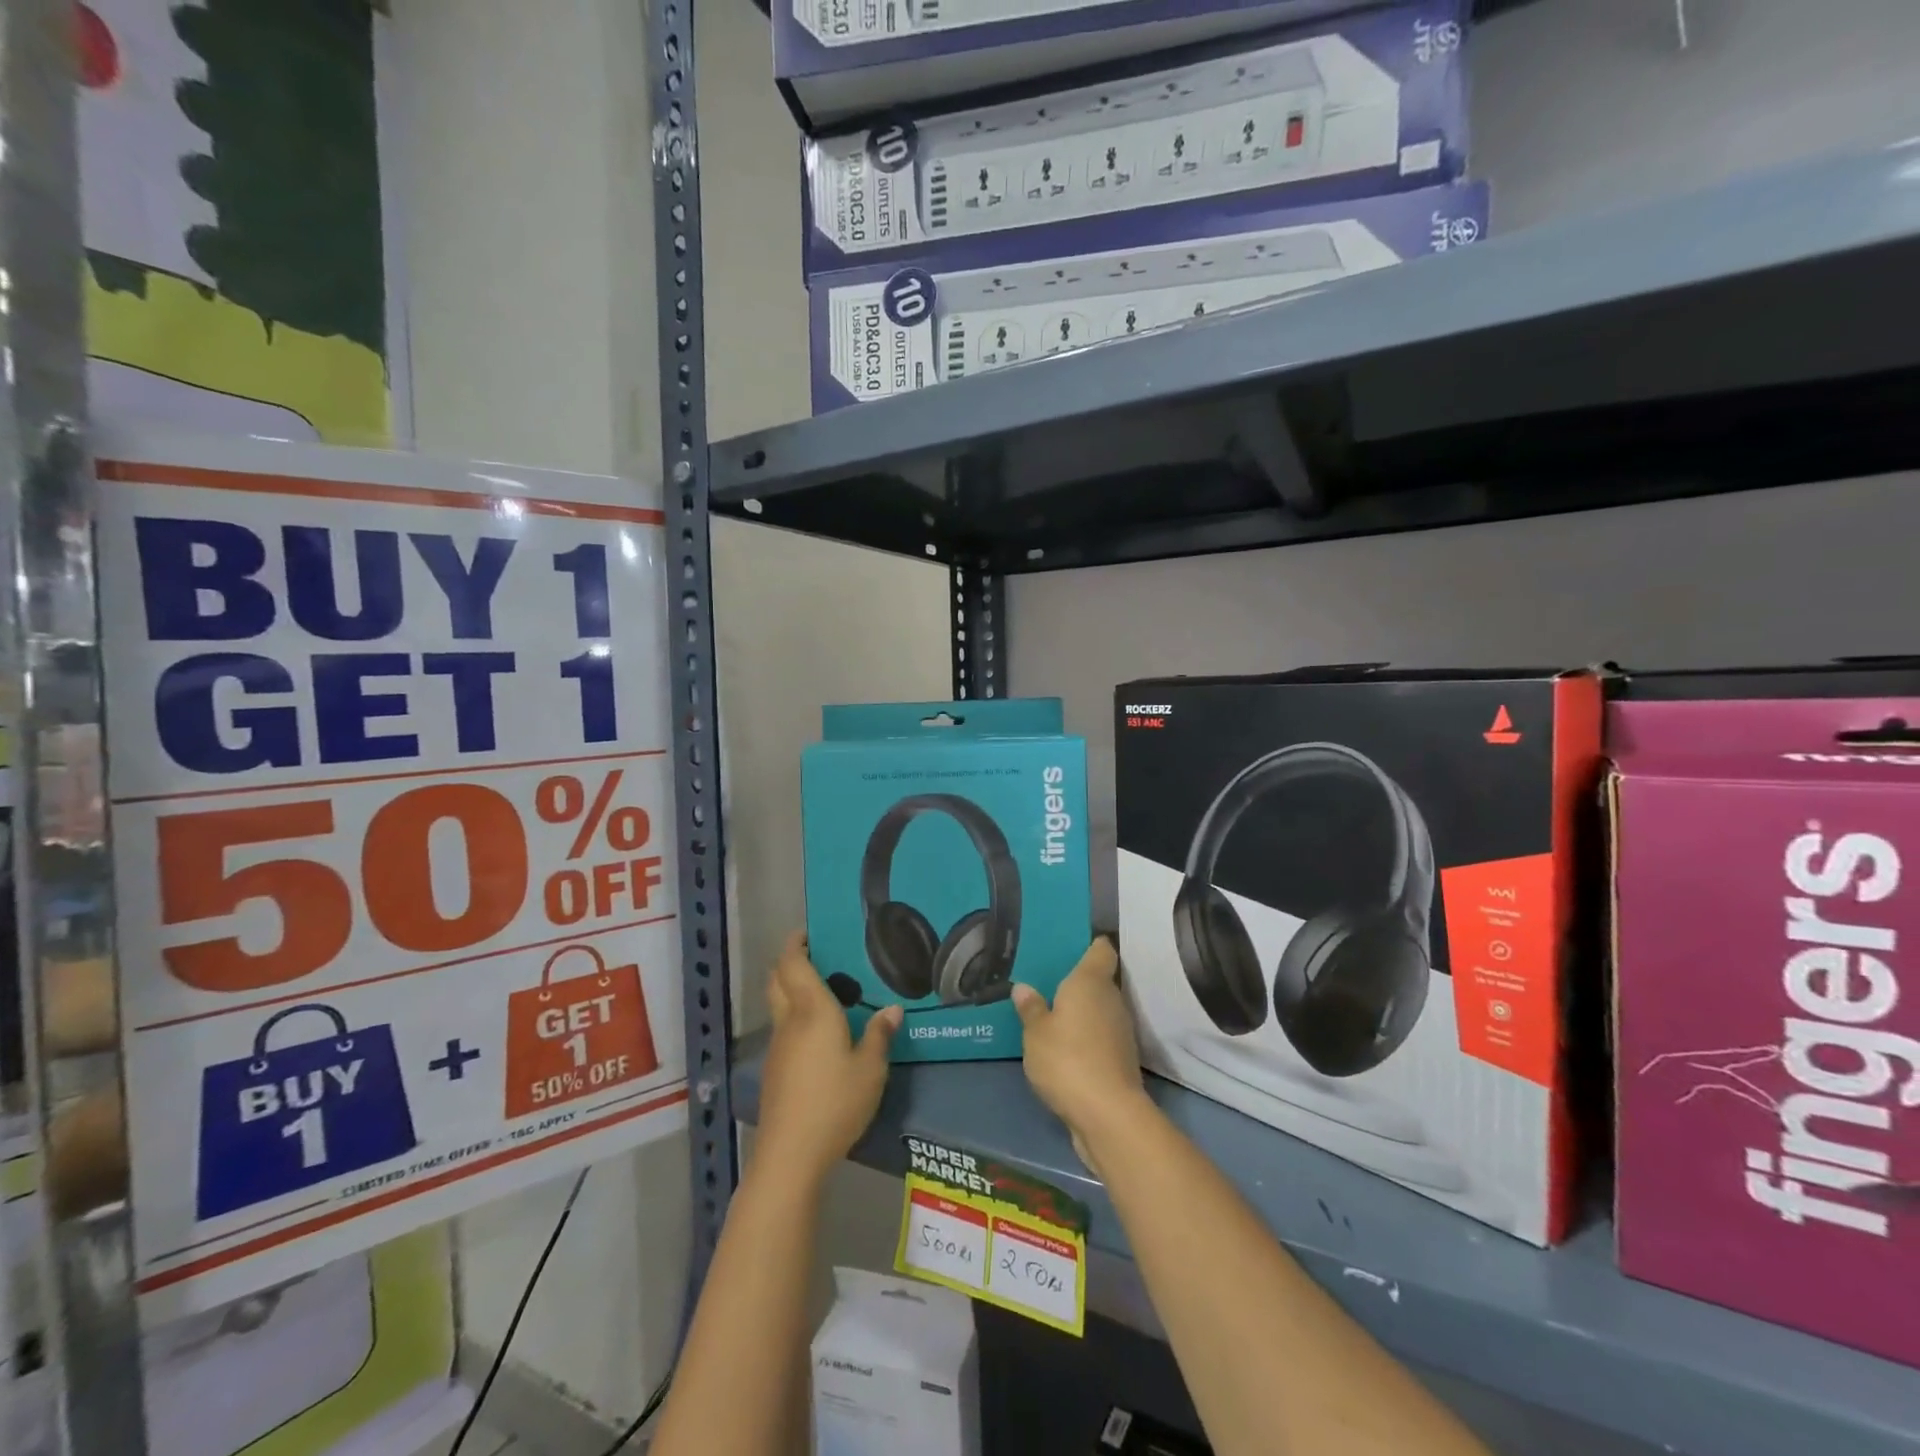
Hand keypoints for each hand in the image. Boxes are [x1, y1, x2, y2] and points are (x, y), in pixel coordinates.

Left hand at [756, 930, 900, 1182]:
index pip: (793, 964)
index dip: (796, 943)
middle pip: (778, 979)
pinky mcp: (775, 1070)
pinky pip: (784, 1029)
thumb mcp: (871, 1068)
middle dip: (790, 961)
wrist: (791, 1154)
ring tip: (826, 990)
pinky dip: (795, 1017)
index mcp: (812, 1010)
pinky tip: (821, 1033)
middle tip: (817, 954)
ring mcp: (778, 1047)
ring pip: (779, 1004)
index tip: (809, 930)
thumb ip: (880, 1035)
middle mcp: (789, 1021)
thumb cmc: (835, 1102)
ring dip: (793, 989)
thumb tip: (892, 1009)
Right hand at [1013, 938, 1147, 1174]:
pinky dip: (1086, 1036)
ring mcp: (1121, 1031)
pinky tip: (1064, 1045)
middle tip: (1048, 981)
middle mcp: (1111, 999)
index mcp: (1091, 982)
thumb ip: (1031, 1008)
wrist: (1108, 1115)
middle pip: (1099, 980)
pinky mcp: (1121, 1059)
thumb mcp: (1036, 1033)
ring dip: (1082, 1012)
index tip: (1073, 944)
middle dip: (1078, 982)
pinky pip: (1100, 1035)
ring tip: (1051, 1013)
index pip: (1101, 950)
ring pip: (1100, 1010)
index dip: (1091, 944)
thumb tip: (1024, 988)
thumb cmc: (1067, 1060)